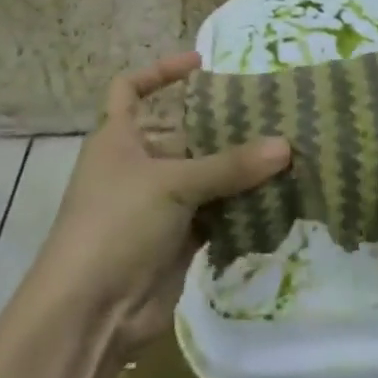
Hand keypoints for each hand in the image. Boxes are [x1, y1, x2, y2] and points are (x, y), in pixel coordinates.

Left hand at [29, 52, 289, 354]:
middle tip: (269, 116)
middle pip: (180, 135)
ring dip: (236, 171)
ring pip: (202, 178)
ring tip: (284, 154)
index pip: (130, 89)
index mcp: (117, 138)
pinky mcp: (175, 241)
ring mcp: (155, 206)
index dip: (159, 72)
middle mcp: (135, 167)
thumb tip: (286, 145)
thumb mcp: (173, 184)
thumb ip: (230, 166)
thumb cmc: (117, 224)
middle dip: (219, 128)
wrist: (90, 313)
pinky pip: (213, 215)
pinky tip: (275, 199)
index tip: (201, 64)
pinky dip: (238, 209)